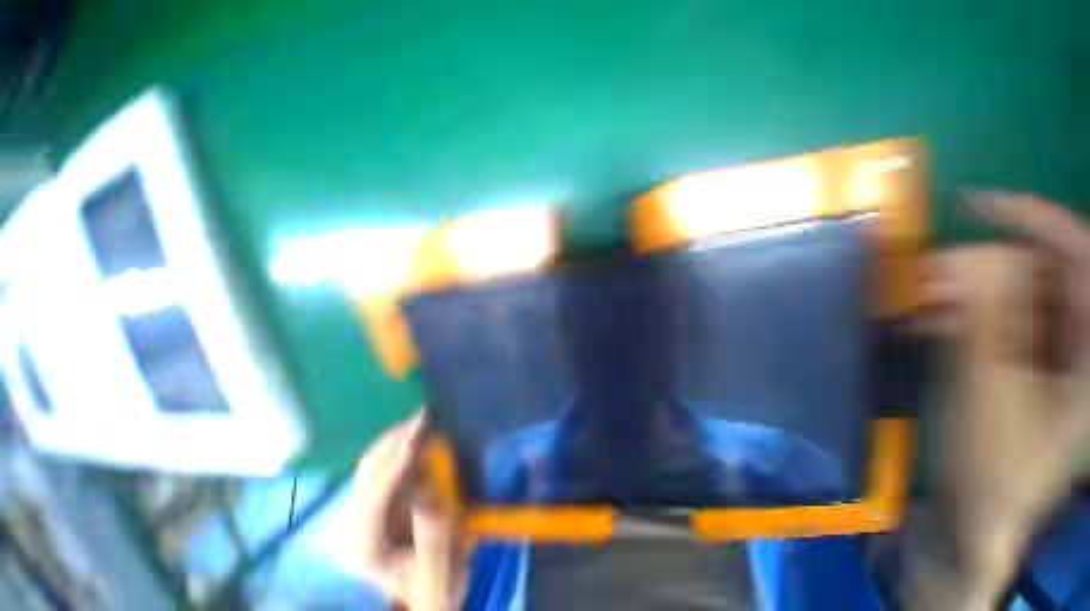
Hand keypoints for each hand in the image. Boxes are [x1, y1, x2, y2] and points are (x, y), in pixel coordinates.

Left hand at [357, 413, 466, 609]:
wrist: (430, 588)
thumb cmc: (434, 586)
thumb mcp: (438, 575)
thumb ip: (431, 540)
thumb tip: (427, 494)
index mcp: (363, 548)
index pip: (372, 502)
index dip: (393, 469)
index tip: (415, 441)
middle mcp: (357, 522)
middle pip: (370, 472)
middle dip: (396, 441)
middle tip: (426, 416)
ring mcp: (370, 504)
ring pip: (377, 461)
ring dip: (401, 437)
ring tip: (426, 417)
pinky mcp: (386, 493)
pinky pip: (392, 460)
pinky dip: (407, 442)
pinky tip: (423, 431)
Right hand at [920, 192, 1089, 608]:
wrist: (979, 511)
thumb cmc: (992, 464)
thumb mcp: (987, 395)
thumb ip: (983, 323)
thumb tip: (961, 258)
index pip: (1079, 258)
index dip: (1033, 220)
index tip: (973, 203)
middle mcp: (1080, 342)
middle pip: (1041, 273)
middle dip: (981, 265)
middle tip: (925, 275)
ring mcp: (1051, 352)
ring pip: (1012, 294)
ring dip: (963, 290)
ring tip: (918, 302)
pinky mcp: (1021, 361)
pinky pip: (995, 317)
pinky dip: (959, 311)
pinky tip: (926, 320)